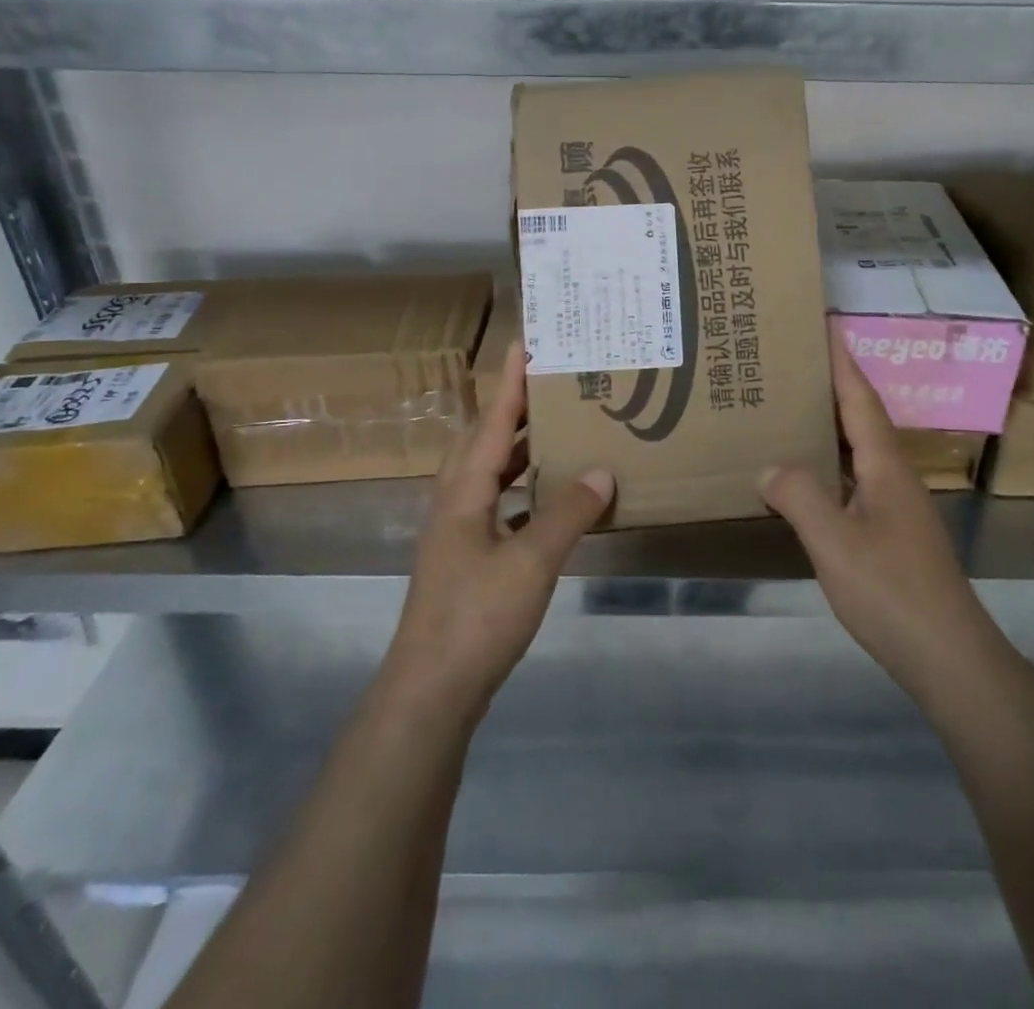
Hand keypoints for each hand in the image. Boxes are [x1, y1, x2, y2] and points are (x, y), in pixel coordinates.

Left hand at [381, 341, 614, 723]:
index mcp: (464, 492)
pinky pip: (497, 506)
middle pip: (484, 441)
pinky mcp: (466, 560)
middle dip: (513, 409)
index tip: (525, 342)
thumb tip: (601, 472)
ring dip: (518, 450)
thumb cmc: (477, 617)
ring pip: (489, 474)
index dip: (510, 382)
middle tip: (551, 386)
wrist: (431, 690)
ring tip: (556, 433)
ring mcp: (457, 533)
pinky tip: (548, 501)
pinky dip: (522, 491)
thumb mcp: (531, 562)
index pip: (491, 422)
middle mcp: (455, 502)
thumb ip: (567, 514)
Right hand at [759, 327, 996, 700]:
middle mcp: (896, 478)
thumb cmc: (891, 591)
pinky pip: (856, 482)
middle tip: (794, 365)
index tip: (827, 324)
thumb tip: (770, 466)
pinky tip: (809, 481)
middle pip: (862, 419)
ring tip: (793, 413)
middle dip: (833, 387)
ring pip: (860, 452)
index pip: (862, 400)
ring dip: (831, 427)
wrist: (948, 655)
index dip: (843, 362)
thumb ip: (800, 497)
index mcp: (885, 467)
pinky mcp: (895, 535)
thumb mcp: (835, 542)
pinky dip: (831, 467)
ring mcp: (898, 508)